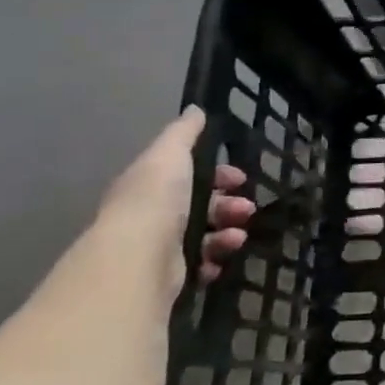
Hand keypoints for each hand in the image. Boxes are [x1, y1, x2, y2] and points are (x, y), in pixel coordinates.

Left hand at [97, 107, 255, 292]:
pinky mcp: (169, 275)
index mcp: (150, 185)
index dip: (218, 174)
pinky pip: (201, 263)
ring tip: (237, 235)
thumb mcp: (169, 155)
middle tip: (247, 208)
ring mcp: (159, 246)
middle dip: (230, 205)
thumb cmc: (155, 199)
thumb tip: (196, 110)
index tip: (239, 178)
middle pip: (202, 205)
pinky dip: (214, 258)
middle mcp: (152, 214)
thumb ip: (183, 133)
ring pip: (205, 234)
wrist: (138, 258)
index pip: (189, 174)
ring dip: (228, 232)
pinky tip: (219, 258)